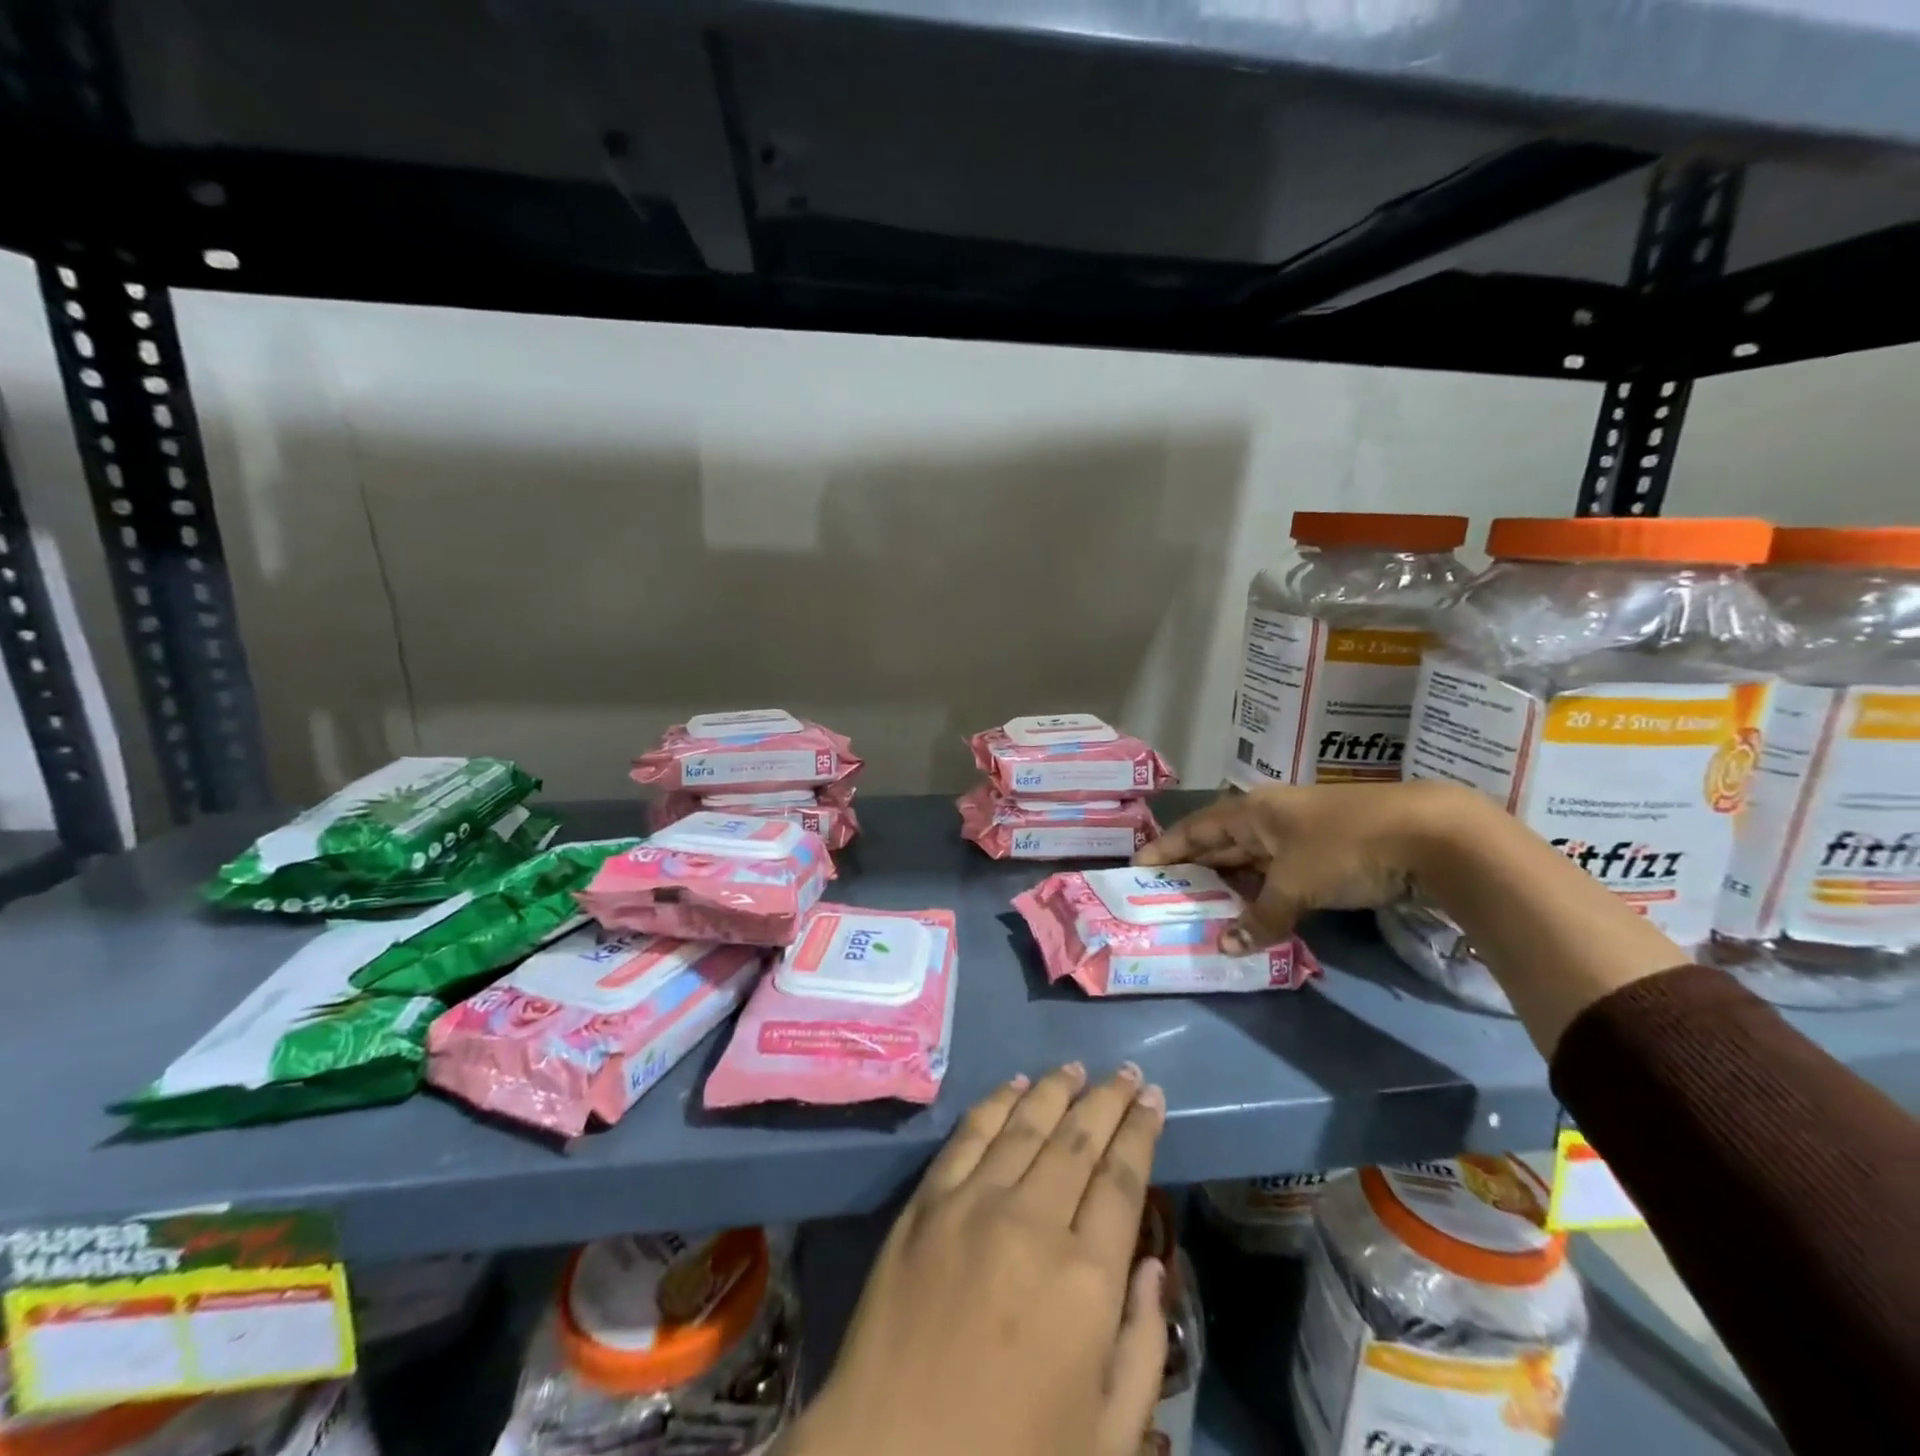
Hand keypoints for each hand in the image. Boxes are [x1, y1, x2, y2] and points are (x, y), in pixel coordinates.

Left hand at [787, 1063, 1169, 1455]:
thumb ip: (1141, 1348)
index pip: (1122, 1179)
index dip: (1140, 1131)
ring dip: (1055, 1091)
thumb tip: (1151, 1265)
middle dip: (1107, 1100)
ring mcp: (974, 1203)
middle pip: (1079, 1139)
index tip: (1153, 1098)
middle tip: (1125, 1071)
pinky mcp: (927, 1201)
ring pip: (1026, 1124)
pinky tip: (1013, 1086)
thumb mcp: (1105, 1439)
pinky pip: (969, 1135)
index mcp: (1086, 1280)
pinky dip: (996, 1103)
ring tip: (1075, 1068)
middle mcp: (1033, 1221)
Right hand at [1137, 782, 1459, 952]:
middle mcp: (1270, 818)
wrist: (1430, 834)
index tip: (1139, 866)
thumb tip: (1227, 947)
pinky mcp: (1328, 855)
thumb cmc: (1345, 846)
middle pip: (1221, 843)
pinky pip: (1279, 874)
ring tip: (1202, 909)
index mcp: (1252, 812)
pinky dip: (1263, 894)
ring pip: (1251, 861)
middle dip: (1194, 868)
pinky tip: (1254, 913)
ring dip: (1229, 884)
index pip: (1196, 829)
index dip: (1166, 847)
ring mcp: (1301, 836)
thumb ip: (1260, 916)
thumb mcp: (1295, 883)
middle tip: (1165, 894)